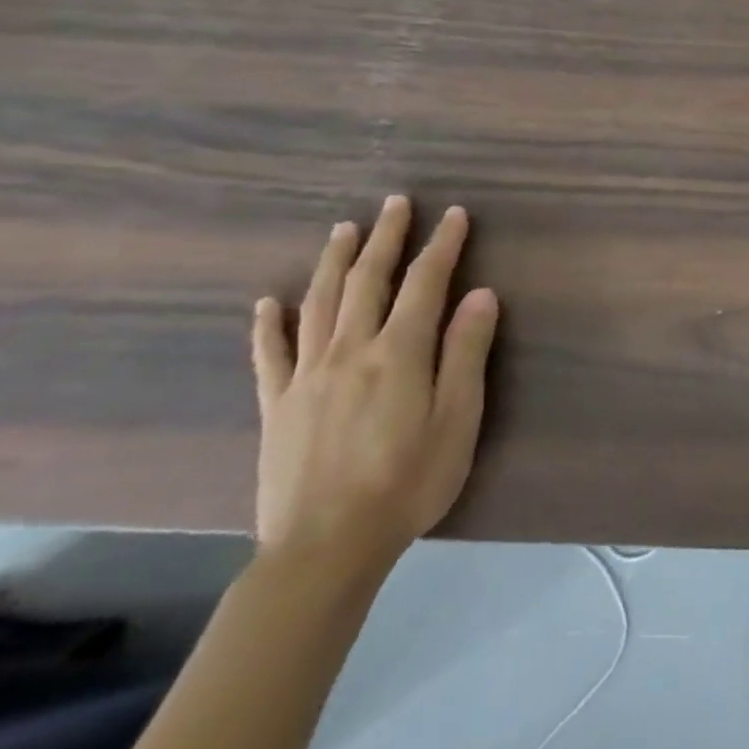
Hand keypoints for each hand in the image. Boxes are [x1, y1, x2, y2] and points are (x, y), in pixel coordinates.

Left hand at [251, 196, 498, 580]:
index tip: (454, 214)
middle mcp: (350, 351)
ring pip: (319, 304)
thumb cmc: (410, 479)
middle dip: (386, 238)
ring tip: (344, 230)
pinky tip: (268, 302)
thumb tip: (480, 294)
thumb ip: (467, 351)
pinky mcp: (277, 405)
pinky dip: (268, 323)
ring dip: (333, 262)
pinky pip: (269, 354)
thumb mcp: (459, 416)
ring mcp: (307, 377)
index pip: (426, 283)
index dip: (442, 245)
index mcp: (400, 352)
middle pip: (368, 281)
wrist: (326, 545)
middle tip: (396, 203)